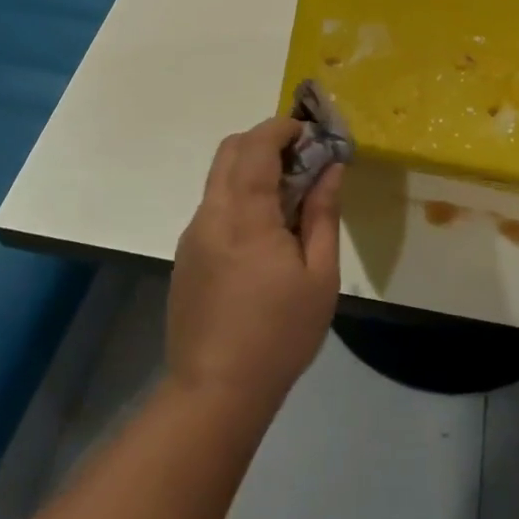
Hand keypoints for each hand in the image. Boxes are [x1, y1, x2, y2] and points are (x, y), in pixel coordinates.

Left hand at [167, 118, 343, 420]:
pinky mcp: (186, 254)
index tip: (311, 134)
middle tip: (302, 160)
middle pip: (230, 150)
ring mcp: (194, 233)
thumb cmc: (279, 335)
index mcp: (245, 215)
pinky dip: (240, 196)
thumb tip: (331, 169)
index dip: (283, 127)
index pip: (256, 145)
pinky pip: (214, 205)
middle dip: (266, 140)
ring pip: (220, 177)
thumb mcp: (319, 277)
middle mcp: (211, 213)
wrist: (215, 391)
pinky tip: (264, 233)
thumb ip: (323, 214)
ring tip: (289, 199)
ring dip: (252, 168)